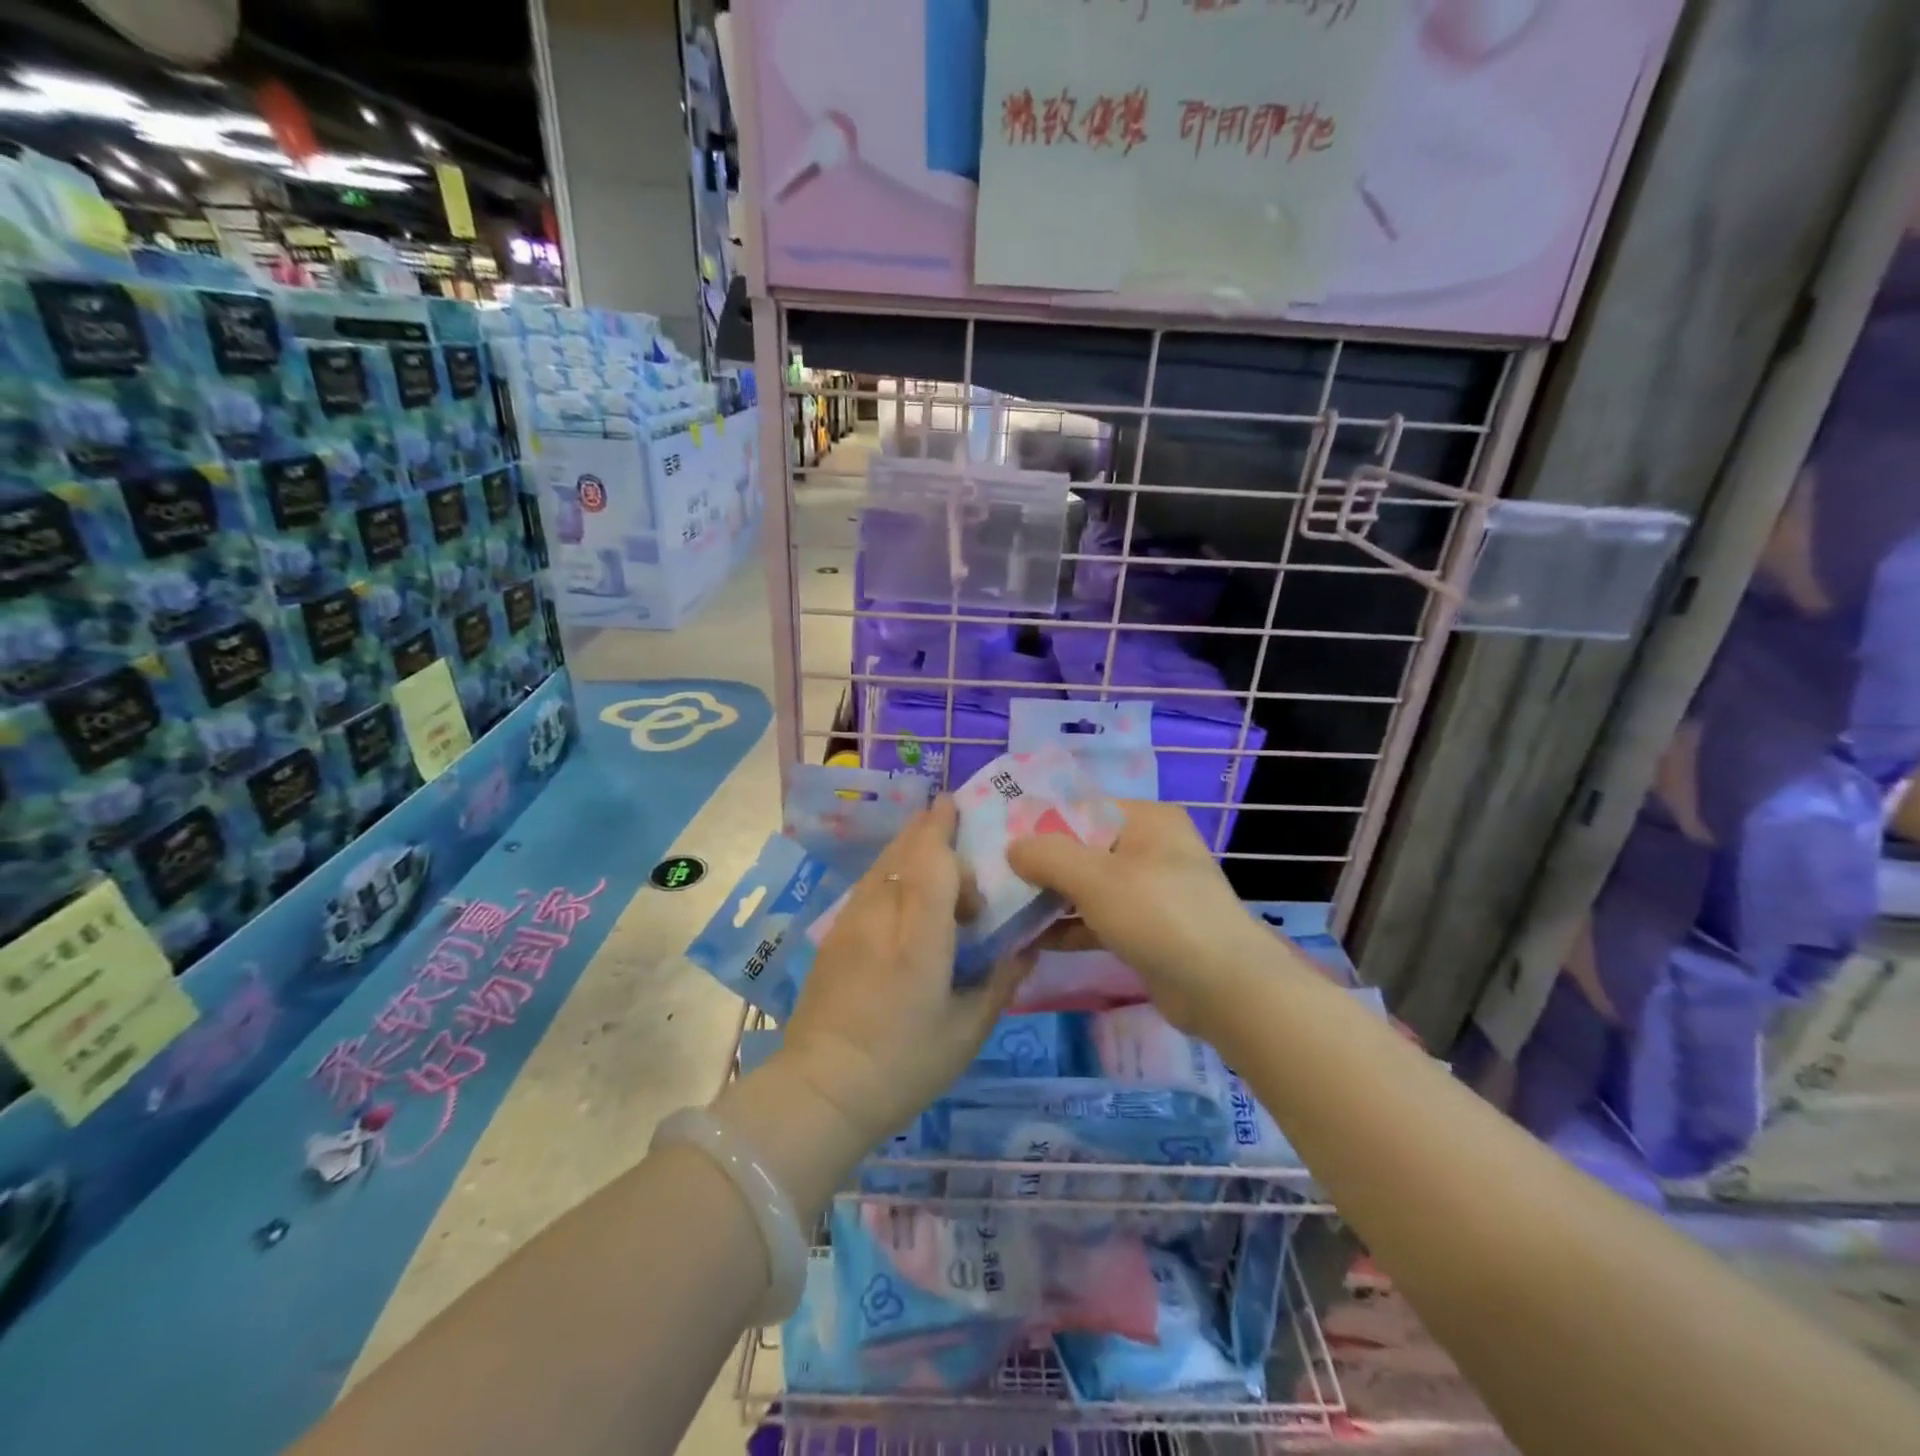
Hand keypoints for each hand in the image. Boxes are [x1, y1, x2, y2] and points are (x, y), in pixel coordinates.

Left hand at [774, 796, 1030, 1149]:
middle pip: (903, 851)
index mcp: (920, 935)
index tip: (957, 807)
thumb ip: (1001, 981)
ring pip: (881, 864)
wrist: (822, 1089)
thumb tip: (1027, 947)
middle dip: (926, 827)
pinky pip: (868, 886)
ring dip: (906, 846)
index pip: (932, 860)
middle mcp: (882, 915)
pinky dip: (890, 871)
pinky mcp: (834, 935)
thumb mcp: (967, 1030)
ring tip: (929, 842)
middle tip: (948, 813)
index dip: (944, 828)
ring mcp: (851, 922)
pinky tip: (902, 887)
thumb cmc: (904, 1064)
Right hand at [1007, 799, 1277, 1036]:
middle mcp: (1150, 848)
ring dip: (1051, 900)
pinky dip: (1070, 927)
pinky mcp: (1147, 930)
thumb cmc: (1159, 915)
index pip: (1082, 810)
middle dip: (1042, 867)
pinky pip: (1099, 919)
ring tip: (1005, 911)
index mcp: (1146, 820)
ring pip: (1089, 887)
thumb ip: (1048, 856)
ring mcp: (1151, 891)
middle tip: (996, 880)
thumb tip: (1012, 848)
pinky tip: (1032, 940)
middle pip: (1083, 849)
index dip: (1040, 825)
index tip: (999, 843)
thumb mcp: (1096, 878)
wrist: (1224, 989)